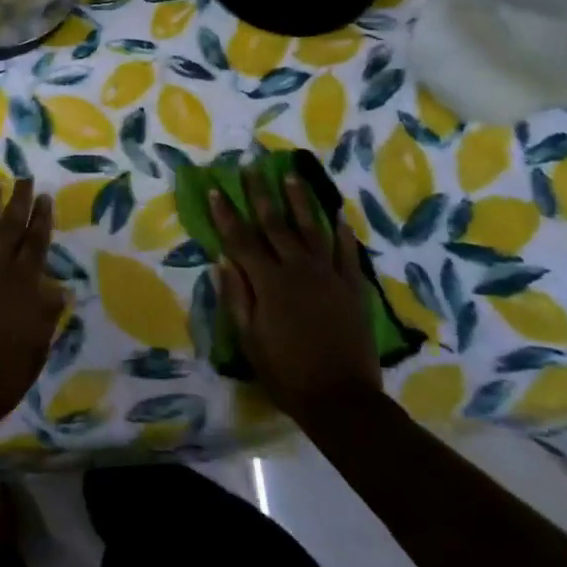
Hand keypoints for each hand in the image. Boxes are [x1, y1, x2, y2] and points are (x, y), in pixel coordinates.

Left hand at [0, 180, 64, 432]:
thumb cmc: (2, 375)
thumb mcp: (36, 348)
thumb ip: (46, 315)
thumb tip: (60, 289)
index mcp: (24, 286)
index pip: (36, 244)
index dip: (41, 219)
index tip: (43, 195)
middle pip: (10, 229)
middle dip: (18, 202)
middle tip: (22, 177)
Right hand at [212, 165, 381, 417]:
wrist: (342, 400)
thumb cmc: (286, 373)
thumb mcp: (249, 339)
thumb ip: (236, 296)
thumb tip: (222, 259)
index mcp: (269, 282)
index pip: (241, 239)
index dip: (225, 213)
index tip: (215, 188)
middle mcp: (298, 269)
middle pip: (275, 224)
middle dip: (260, 193)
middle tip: (251, 166)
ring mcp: (329, 276)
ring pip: (312, 228)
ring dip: (300, 200)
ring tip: (292, 176)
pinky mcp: (352, 288)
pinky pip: (346, 252)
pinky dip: (342, 233)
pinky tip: (338, 215)